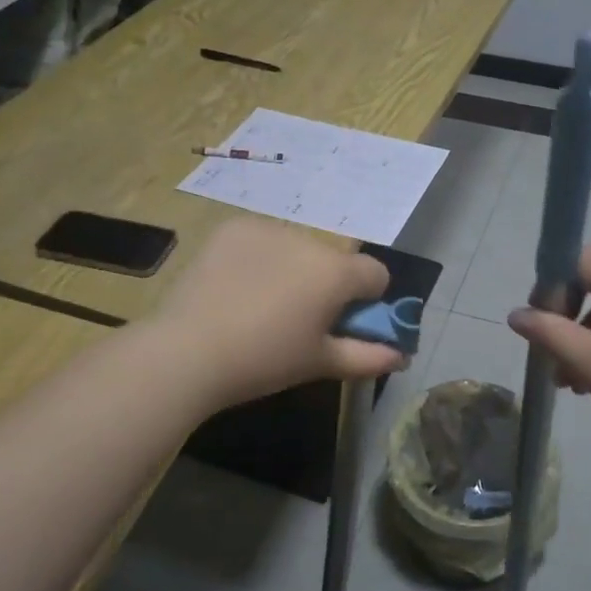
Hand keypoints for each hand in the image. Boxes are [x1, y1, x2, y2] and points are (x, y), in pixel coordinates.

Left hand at [154, 218, 406, 409]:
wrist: (187, 351)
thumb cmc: (264, 360)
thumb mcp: (320, 362)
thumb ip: (368, 356)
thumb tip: (403, 357)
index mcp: (336, 272)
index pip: (376, 274)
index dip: (367, 301)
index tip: (341, 325)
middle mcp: (308, 240)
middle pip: (334, 260)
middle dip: (326, 284)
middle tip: (296, 320)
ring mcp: (267, 229)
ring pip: (297, 248)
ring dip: (293, 268)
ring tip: (259, 304)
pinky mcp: (232, 228)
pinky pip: (262, 239)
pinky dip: (259, 257)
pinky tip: (236, 286)